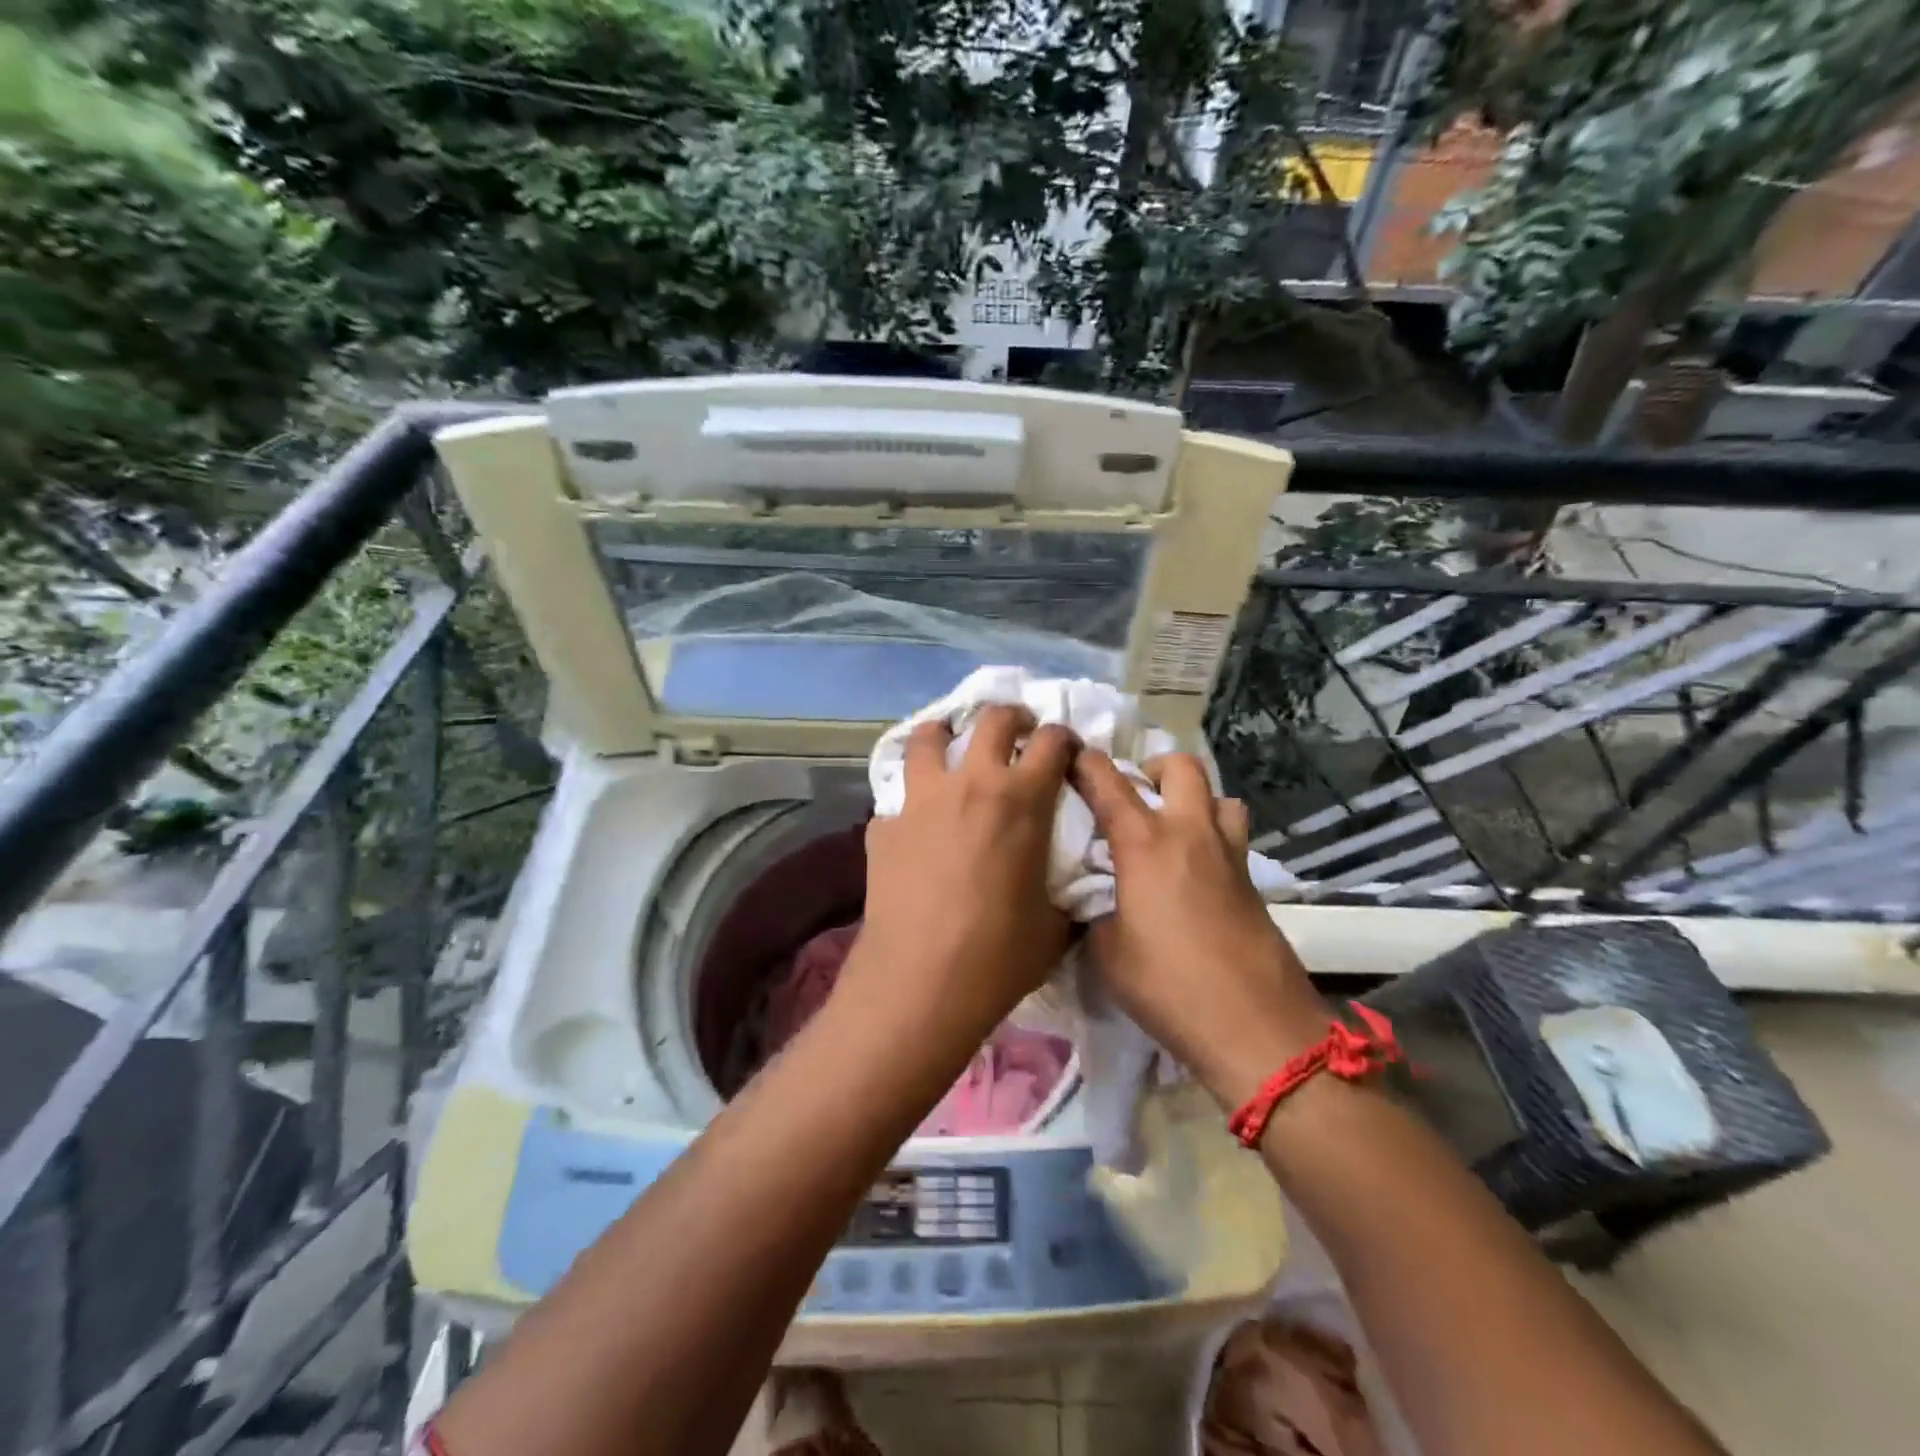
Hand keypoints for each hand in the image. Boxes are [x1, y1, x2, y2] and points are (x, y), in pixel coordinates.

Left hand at [846, 707, 1077, 1047]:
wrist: (920, 984)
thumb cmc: (998, 956)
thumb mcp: (1053, 924)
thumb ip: (1066, 891)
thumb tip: (1073, 889)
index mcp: (1020, 800)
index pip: (1051, 742)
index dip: (1063, 738)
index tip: (1065, 748)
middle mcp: (970, 784)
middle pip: (991, 720)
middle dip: (1011, 717)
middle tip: (1016, 731)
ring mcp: (920, 800)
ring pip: (928, 737)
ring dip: (946, 734)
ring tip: (951, 745)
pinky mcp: (883, 825)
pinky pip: (898, 795)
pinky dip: (912, 797)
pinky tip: (916, 821)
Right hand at [1072, 750, 1328, 1107]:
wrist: (1255, 1025)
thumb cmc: (1168, 985)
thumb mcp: (1107, 952)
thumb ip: (1096, 913)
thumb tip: (1098, 904)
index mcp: (1145, 843)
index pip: (1108, 782)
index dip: (1085, 763)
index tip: (1069, 757)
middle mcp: (1190, 834)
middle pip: (1183, 767)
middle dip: (1155, 766)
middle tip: (1136, 792)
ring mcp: (1229, 856)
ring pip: (1221, 797)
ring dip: (1196, 799)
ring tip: (1174, 827)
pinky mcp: (1253, 883)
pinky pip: (1233, 838)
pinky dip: (1213, 837)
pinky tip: (1196, 873)